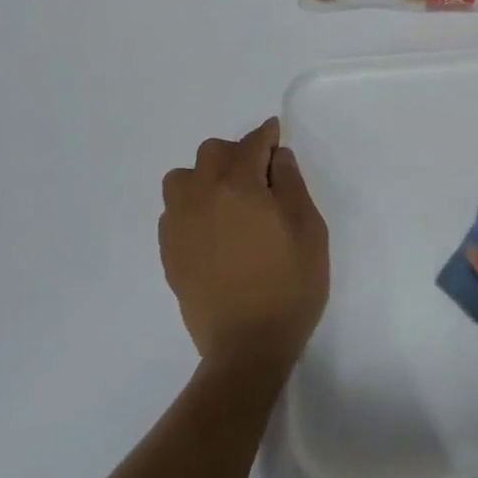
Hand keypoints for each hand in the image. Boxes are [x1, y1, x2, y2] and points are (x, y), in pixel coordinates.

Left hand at [159, 118, 328, 375]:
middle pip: (212, 153)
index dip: (267, 135)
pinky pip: (174, 210)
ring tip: (229, 199)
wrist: (247, 344)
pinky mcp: (168, 250)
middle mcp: (201, 195)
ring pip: (183, 178)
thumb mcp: (309, 230)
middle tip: (260, 175)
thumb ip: (292, 185)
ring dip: (206, 176)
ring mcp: (179, 224)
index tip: (276, 133)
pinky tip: (213, 227)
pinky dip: (192, 205)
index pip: (252, 144)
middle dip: (237, 154)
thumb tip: (277, 157)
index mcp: (239, 186)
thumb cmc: (290, 285)